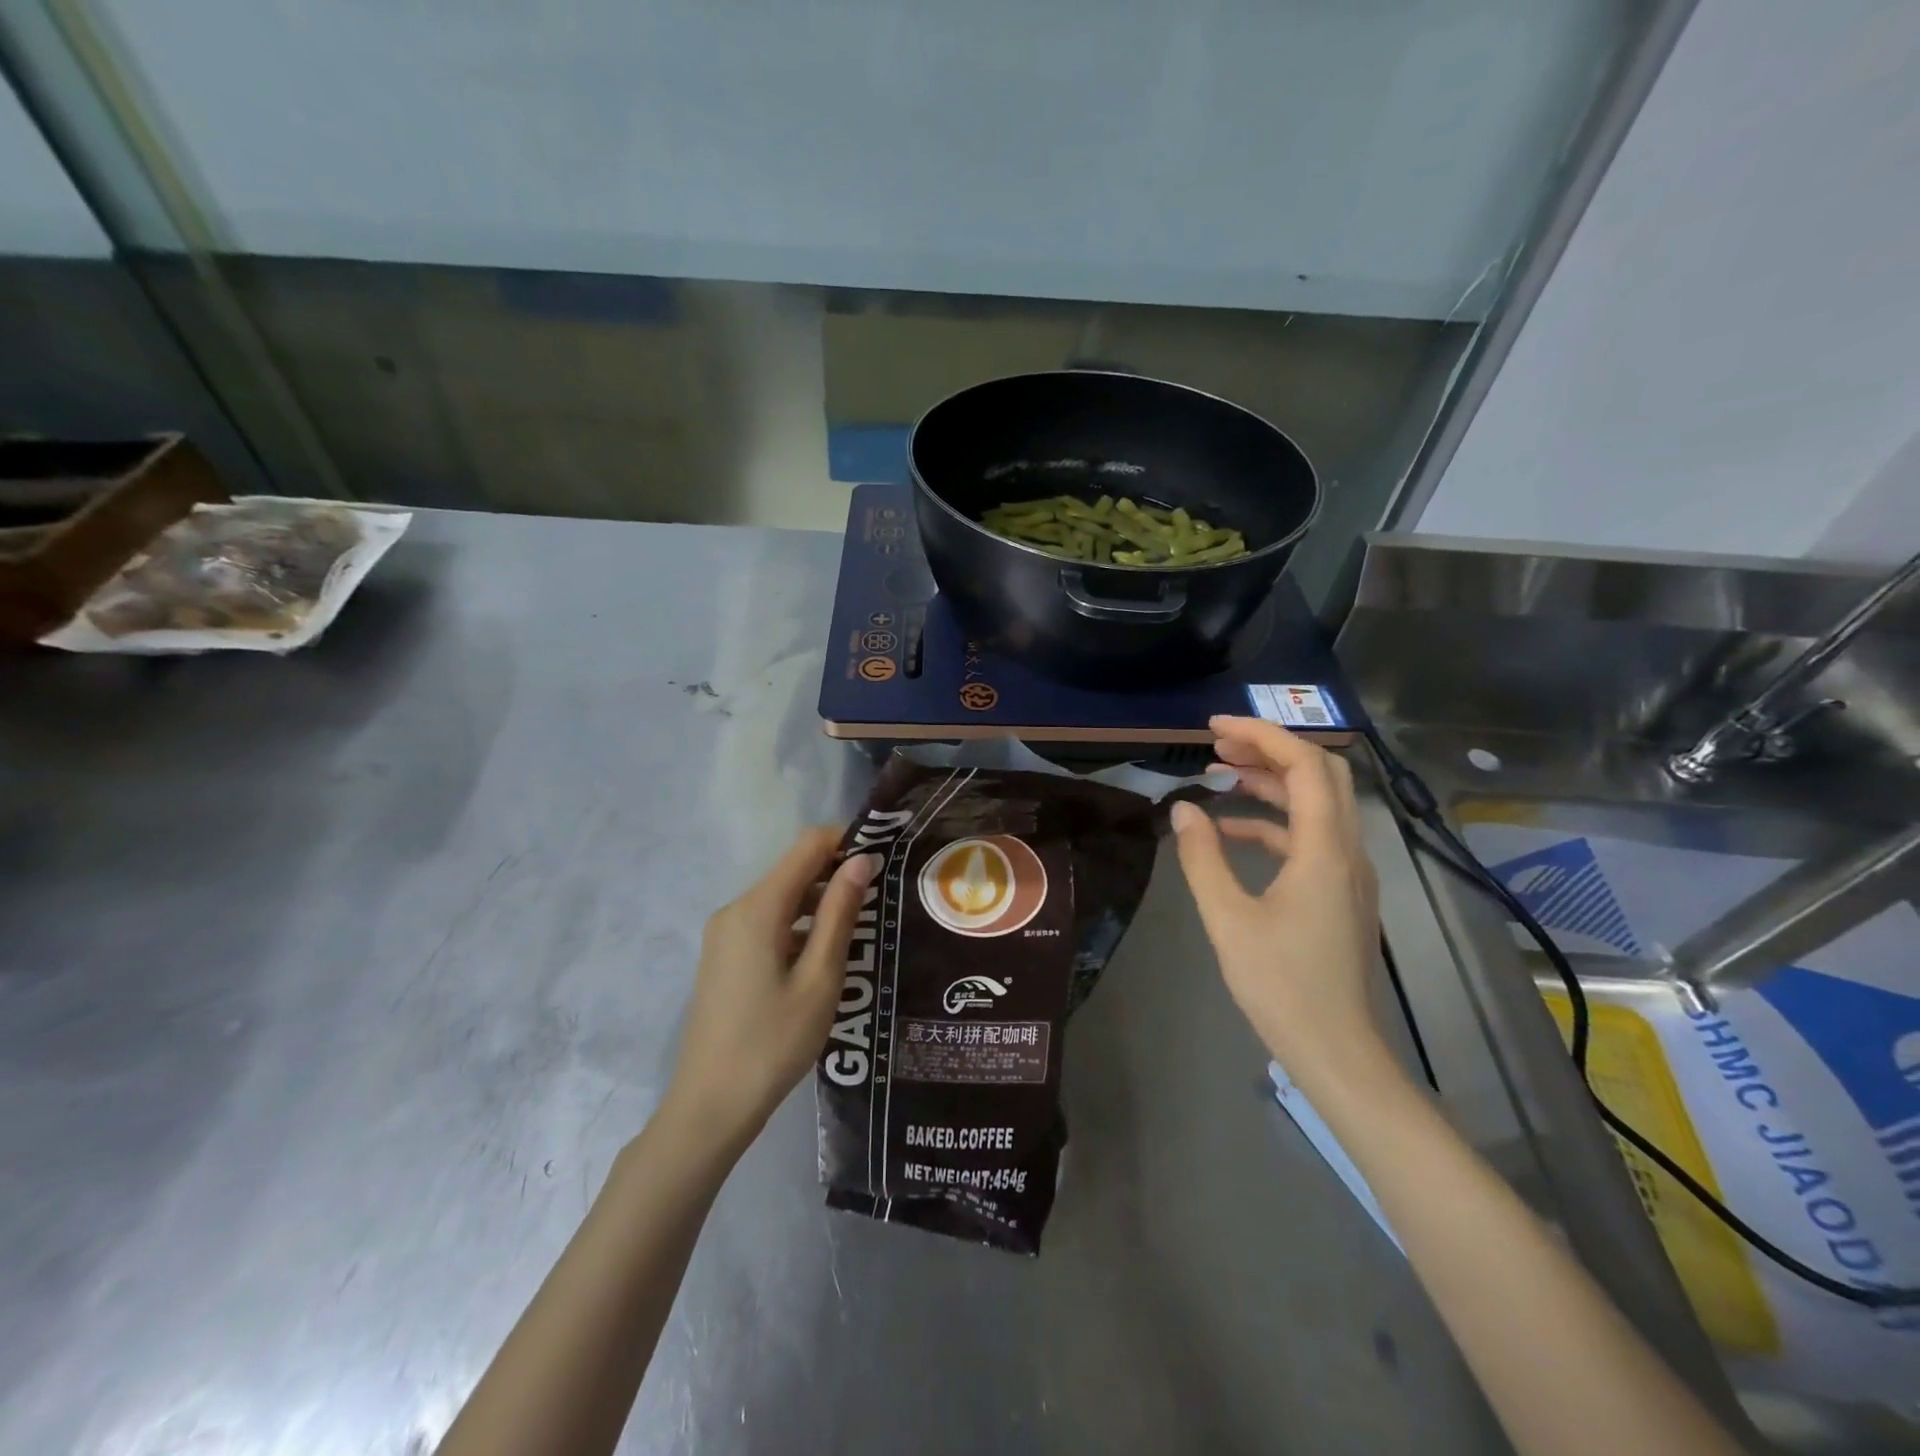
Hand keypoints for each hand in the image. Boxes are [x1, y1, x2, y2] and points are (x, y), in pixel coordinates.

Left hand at [661, 828, 879, 1152]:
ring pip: (781, 899)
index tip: (883, 861)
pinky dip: (798, 927)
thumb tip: (861, 860)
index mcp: (758, 908)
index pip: (807, 846)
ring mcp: (725, 934)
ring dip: (820, 904)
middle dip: (836, 875)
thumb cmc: (773, 1042)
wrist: (710, 1107)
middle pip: (793, 871)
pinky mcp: (723, 956)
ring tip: (860, 933)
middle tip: (880, 903)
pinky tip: (823, 959)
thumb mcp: (820, 978)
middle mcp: (736, 909)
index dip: (846, 842)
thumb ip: (840, 914)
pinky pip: (767, 923)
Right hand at [1169, 716, 1384, 1087]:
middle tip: (1218, 744)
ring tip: (1221, 773)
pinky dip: (1274, 821)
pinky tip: (1232, 831)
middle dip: (1270, 748)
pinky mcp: (1341, 890)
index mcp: (1325, 850)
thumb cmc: (1280, 984)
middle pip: (1320, 773)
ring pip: (1317, 803)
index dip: (1262, 735)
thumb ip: (1203, 858)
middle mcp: (1347, 850)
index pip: (1304, 766)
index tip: (1214, 726)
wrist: (1336, 1049)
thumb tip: (1184, 809)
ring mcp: (1349, 871)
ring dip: (1271, 781)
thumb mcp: (1227, 918)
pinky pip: (1310, 836)